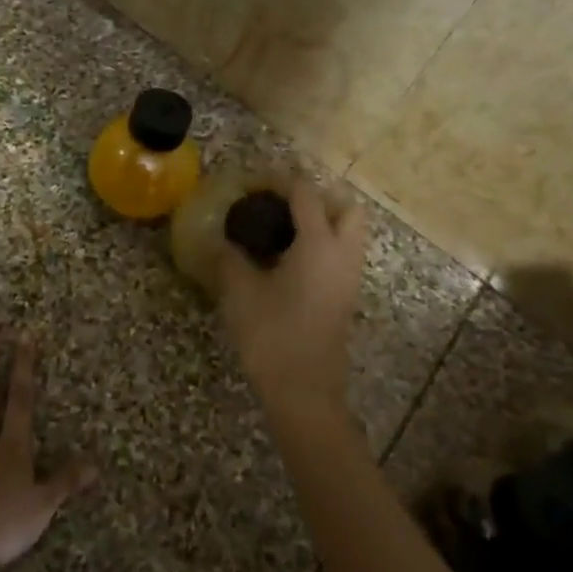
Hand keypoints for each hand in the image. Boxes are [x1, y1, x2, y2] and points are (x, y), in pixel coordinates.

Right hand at [218, 177, 367, 421]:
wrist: (305, 391)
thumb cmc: (272, 336)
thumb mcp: (240, 293)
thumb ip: (230, 258)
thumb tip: (223, 240)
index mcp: (318, 244)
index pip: (306, 194)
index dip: (280, 180)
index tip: (253, 182)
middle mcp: (343, 254)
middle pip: (346, 206)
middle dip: (318, 196)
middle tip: (282, 204)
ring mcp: (349, 277)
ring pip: (349, 232)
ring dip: (323, 221)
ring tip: (282, 230)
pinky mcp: (346, 296)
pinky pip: (342, 254)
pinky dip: (323, 244)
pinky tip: (288, 259)